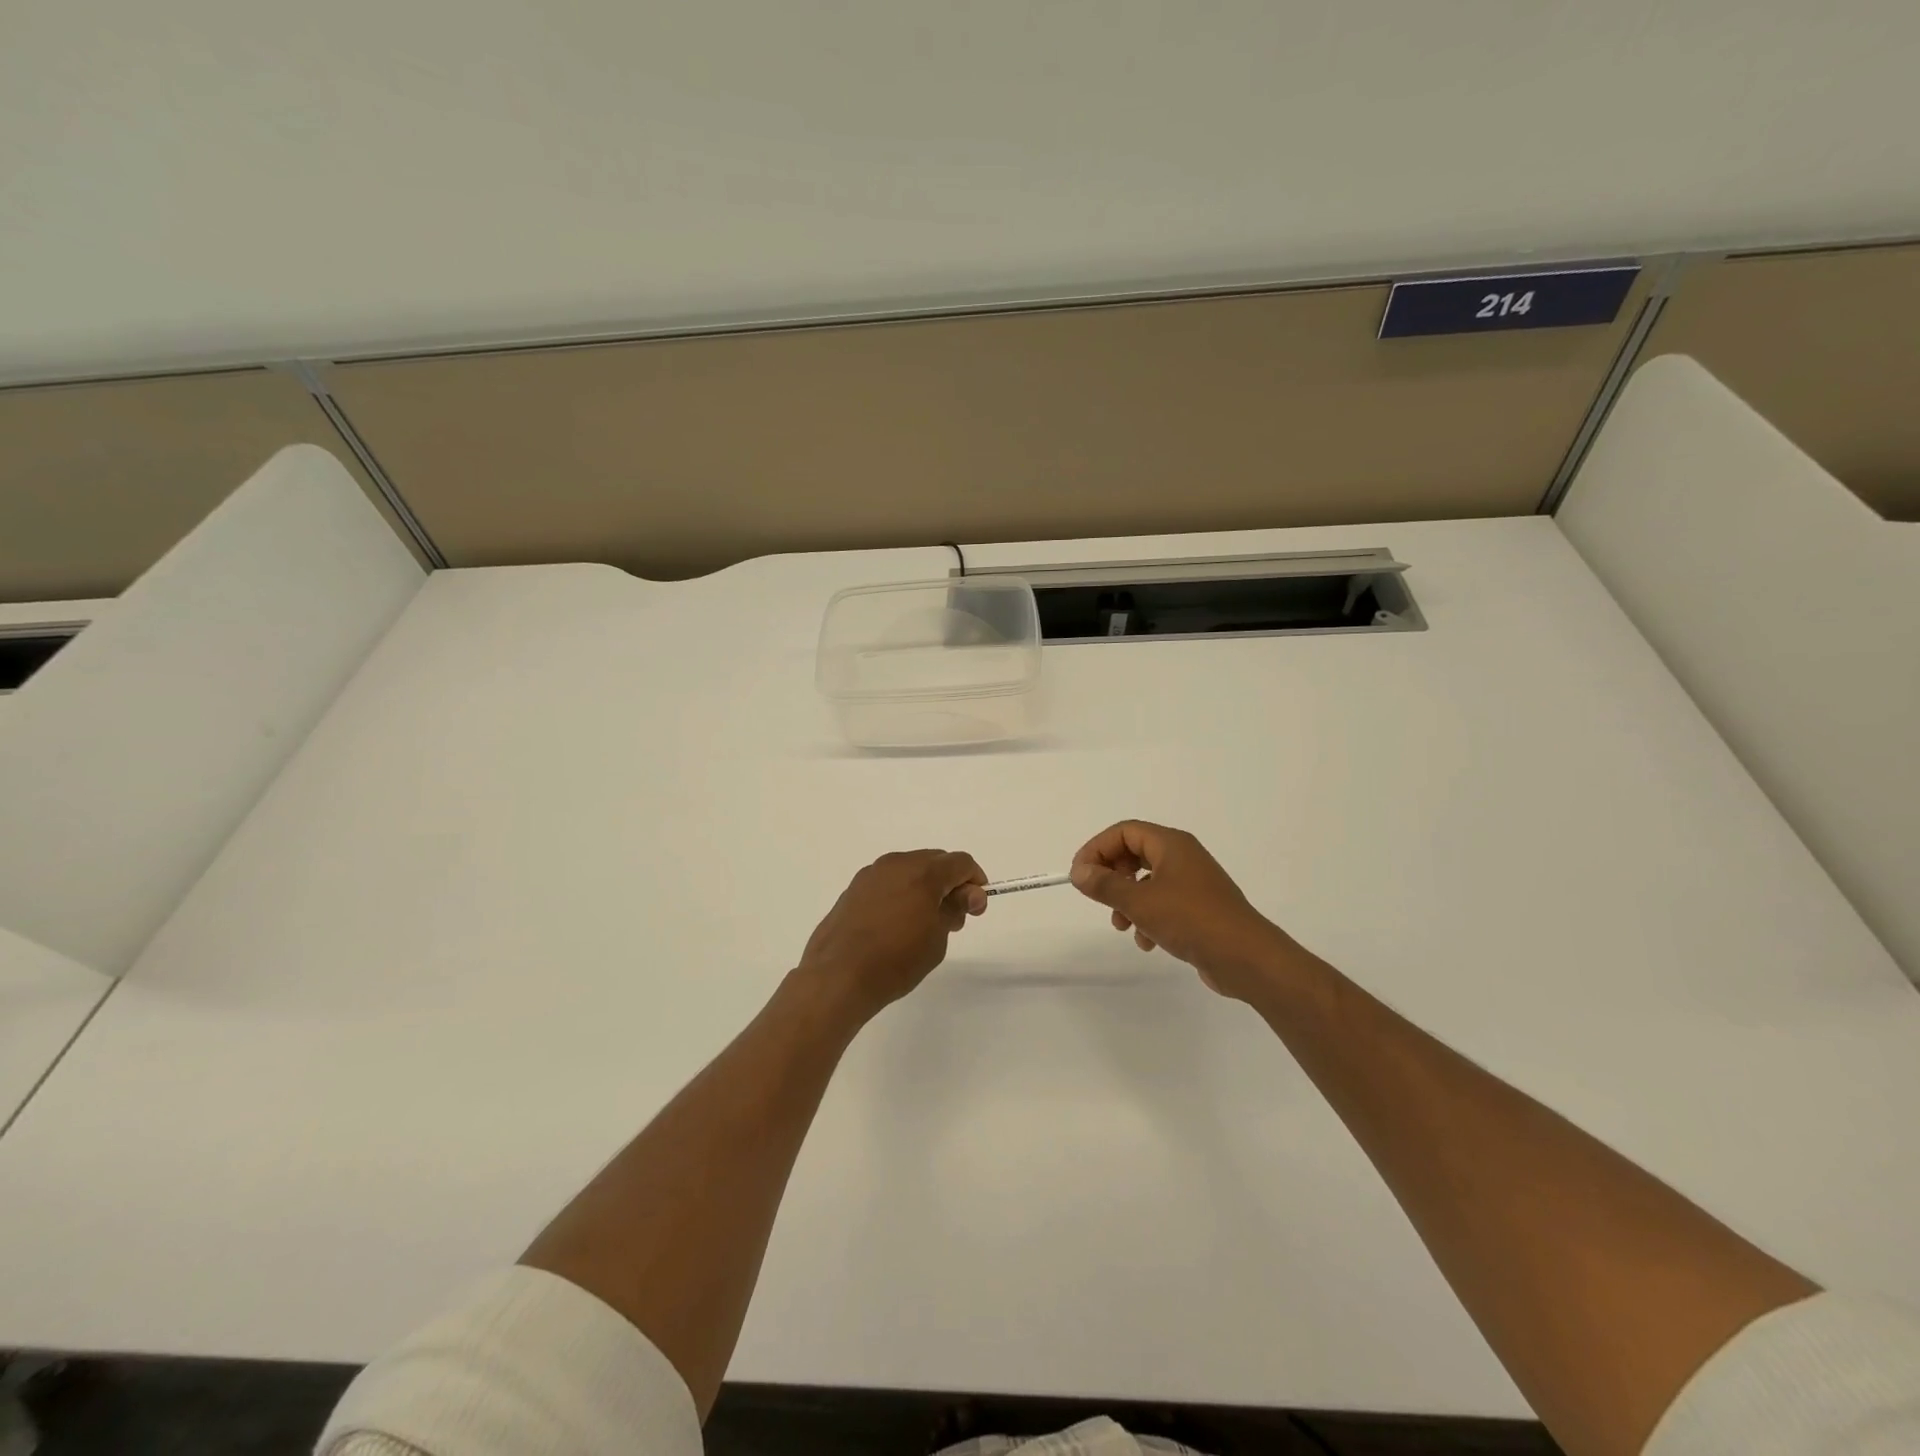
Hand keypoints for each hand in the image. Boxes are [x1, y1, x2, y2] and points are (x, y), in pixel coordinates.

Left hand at [798, 850, 988, 1016]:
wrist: (838, 975)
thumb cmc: (897, 959)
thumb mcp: (938, 937)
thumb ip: (955, 909)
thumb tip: (967, 894)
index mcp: (922, 871)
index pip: (960, 862)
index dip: (975, 882)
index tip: (975, 909)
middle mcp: (896, 863)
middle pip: (935, 862)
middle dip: (950, 884)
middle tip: (954, 918)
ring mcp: (871, 874)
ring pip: (909, 870)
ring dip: (924, 888)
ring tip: (924, 924)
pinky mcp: (853, 890)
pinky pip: (887, 883)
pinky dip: (901, 894)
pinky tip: (897, 924)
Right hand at [1070, 821, 1301, 998]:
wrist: (1245, 957)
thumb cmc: (1190, 920)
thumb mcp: (1139, 902)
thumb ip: (1105, 885)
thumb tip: (1079, 871)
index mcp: (1171, 844)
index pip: (1124, 831)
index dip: (1097, 848)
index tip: (1079, 874)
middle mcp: (1182, 856)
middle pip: (1134, 854)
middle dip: (1112, 876)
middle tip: (1097, 896)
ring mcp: (1193, 882)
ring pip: (1147, 882)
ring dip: (1128, 901)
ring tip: (1122, 925)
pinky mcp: (1199, 907)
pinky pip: (1163, 903)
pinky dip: (1149, 918)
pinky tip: (1147, 942)